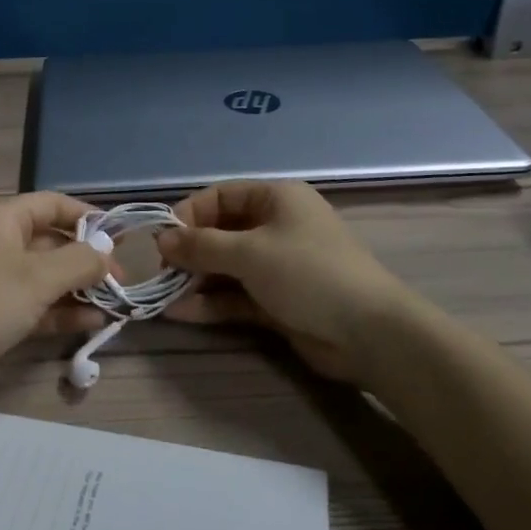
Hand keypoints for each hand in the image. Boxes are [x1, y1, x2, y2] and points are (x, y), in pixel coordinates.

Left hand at [0, 192, 111, 407]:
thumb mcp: (37, 278)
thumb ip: (78, 262)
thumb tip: (106, 252)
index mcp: (4, 219)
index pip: (54, 204)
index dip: (88, 217)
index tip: (120, 237)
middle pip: (51, 242)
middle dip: (87, 261)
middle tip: (121, 283)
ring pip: (44, 277)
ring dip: (77, 290)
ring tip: (113, 307)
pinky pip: (31, 304)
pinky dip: (59, 312)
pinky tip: (90, 325)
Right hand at [155, 181, 409, 385]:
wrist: (369, 333)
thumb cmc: (308, 273)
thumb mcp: (250, 252)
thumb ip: (201, 246)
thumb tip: (160, 239)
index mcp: (275, 199)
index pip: (220, 196)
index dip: (188, 215)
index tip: (161, 240)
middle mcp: (275, 227)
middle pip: (220, 233)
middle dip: (189, 253)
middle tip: (161, 273)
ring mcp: (276, 266)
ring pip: (225, 268)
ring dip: (195, 281)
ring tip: (162, 297)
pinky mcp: (277, 301)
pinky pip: (235, 296)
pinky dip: (210, 304)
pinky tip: (180, 314)